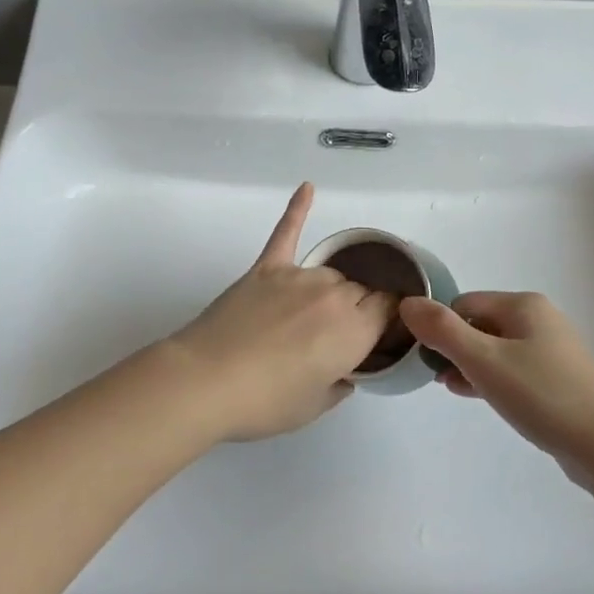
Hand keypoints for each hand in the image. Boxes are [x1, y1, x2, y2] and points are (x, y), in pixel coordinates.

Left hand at [162, 183, 398, 441]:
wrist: (205, 382)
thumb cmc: (264, 402)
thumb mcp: (315, 406)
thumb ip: (339, 384)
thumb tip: (344, 372)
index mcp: (354, 330)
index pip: (389, 309)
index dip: (389, 320)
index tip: (382, 334)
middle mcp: (334, 294)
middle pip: (360, 290)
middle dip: (357, 310)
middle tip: (334, 339)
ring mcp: (297, 276)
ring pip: (329, 273)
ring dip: (329, 291)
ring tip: (310, 318)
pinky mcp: (266, 268)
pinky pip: (286, 232)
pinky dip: (298, 209)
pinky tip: (307, 187)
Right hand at [400, 292, 593, 470]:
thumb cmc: (541, 394)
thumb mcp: (483, 360)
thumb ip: (442, 331)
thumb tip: (407, 303)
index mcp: (523, 304)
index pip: (463, 303)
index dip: (441, 328)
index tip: (426, 359)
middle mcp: (538, 319)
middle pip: (479, 324)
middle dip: (454, 348)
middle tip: (437, 377)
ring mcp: (551, 350)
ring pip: (495, 349)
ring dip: (471, 365)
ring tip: (452, 389)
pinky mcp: (558, 379)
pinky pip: (513, 370)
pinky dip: (492, 379)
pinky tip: (480, 397)